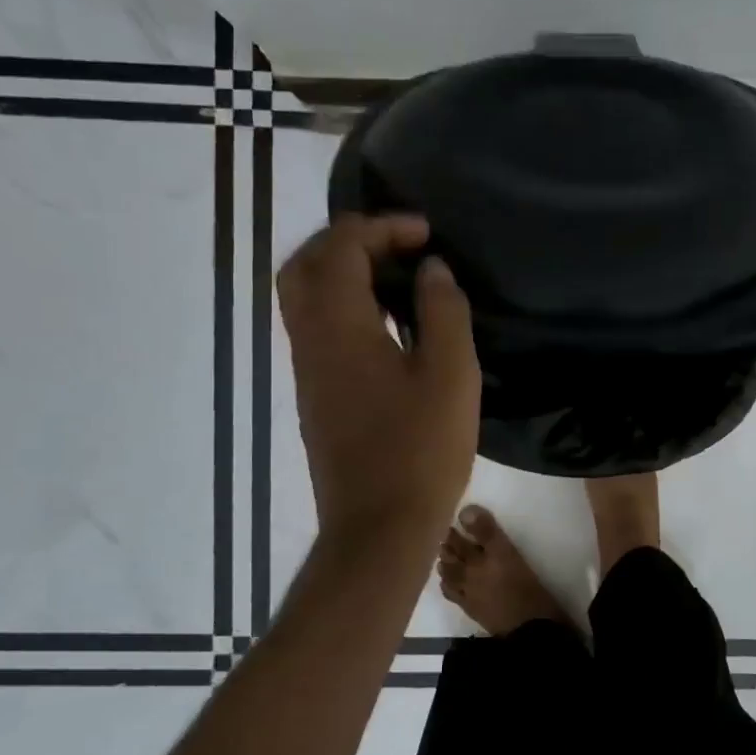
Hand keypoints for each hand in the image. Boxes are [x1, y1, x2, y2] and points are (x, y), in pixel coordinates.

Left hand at [277, 215, 479, 548]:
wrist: (378, 527)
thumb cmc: (421, 449)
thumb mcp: (452, 374)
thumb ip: (444, 311)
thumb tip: (431, 269)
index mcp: (339, 327)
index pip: (341, 248)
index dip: (381, 227)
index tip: (426, 234)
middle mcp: (309, 340)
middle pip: (304, 264)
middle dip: (348, 240)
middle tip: (398, 243)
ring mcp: (306, 370)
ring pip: (303, 296)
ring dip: (341, 270)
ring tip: (394, 275)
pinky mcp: (315, 395)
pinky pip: (315, 326)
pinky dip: (342, 303)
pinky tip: (386, 323)